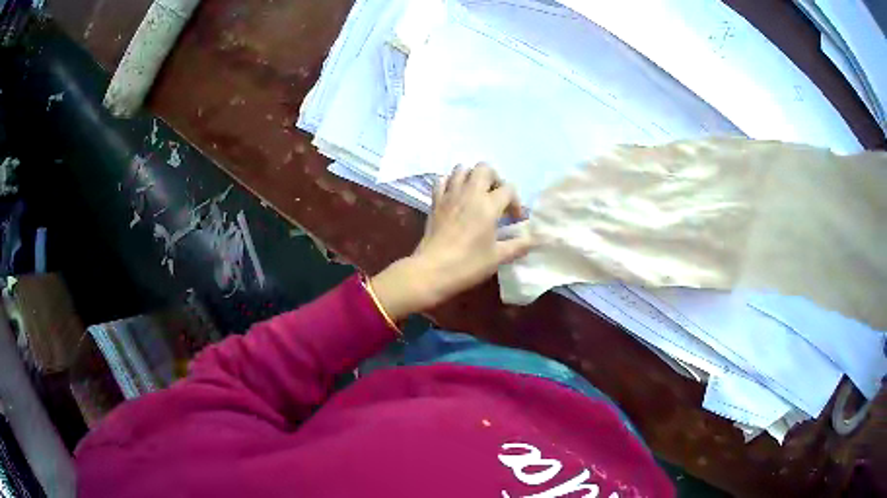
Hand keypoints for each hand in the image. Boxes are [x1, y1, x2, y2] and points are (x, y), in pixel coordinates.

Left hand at [371, 164, 534, 319]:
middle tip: (496, 199)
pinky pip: (442, 180)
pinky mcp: (434, 202)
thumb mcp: (498, 257)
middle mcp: (469, 193)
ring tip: (476, 195)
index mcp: (488, 205)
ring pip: (461, 169)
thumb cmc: (468, 264)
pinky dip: (450, 183)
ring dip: (472, 177)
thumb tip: (533, 241)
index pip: (508, 189)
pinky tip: (455, 197)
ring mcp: (449, 195)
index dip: (515, 203)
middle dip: (495, 179)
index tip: (514, 220)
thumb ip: (518, 246)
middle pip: (484, 168)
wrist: (431, 270)